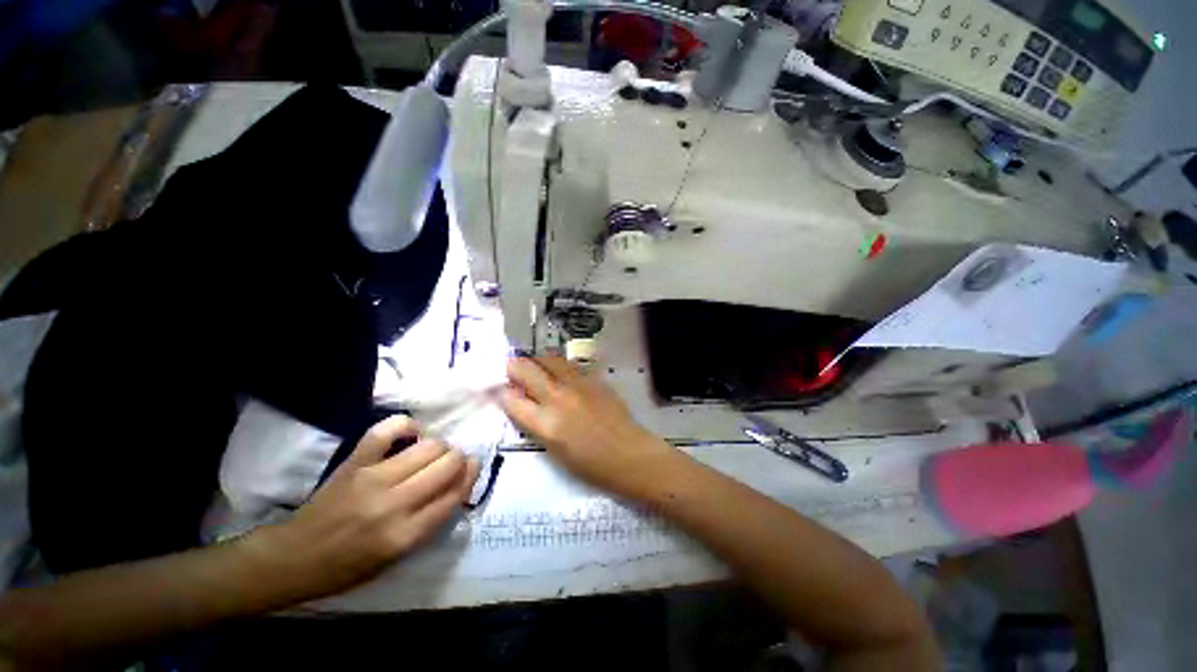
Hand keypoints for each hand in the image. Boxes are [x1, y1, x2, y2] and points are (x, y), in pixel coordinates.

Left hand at [257, 416, 479, 598]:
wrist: (294, 557)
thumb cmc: (348, 566)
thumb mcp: (396, 558)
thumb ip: (431, 522)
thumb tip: (458, 484)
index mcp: (405, 535)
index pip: (455, 494)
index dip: (470, 476)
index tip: (473, 467)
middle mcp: (394, 504)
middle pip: (447, 464)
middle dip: (458, 459)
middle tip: (452, 463)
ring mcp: (373, 478)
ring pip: (429, 446)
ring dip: (440, 446)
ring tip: (433, 452)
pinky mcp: (354, 462)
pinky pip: (387, 430)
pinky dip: (406, 426)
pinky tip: (412, 433)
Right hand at [499, 356, 679, 497]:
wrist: (628, 453)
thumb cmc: (590, 464)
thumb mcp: (554, 450)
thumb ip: (535, 423)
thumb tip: (521, 403)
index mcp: (546, 425)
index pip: (512, 399)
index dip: (501, 391)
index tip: (500, 388)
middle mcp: (559, 398)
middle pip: (527, 370)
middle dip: (514, 366)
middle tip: (513, 368)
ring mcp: (578, 384)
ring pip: (549, 359)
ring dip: (537, 360)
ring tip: (535, 365)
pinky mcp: (594, 378)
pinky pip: (570, 364)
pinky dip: (558, 365)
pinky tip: (559, 370)